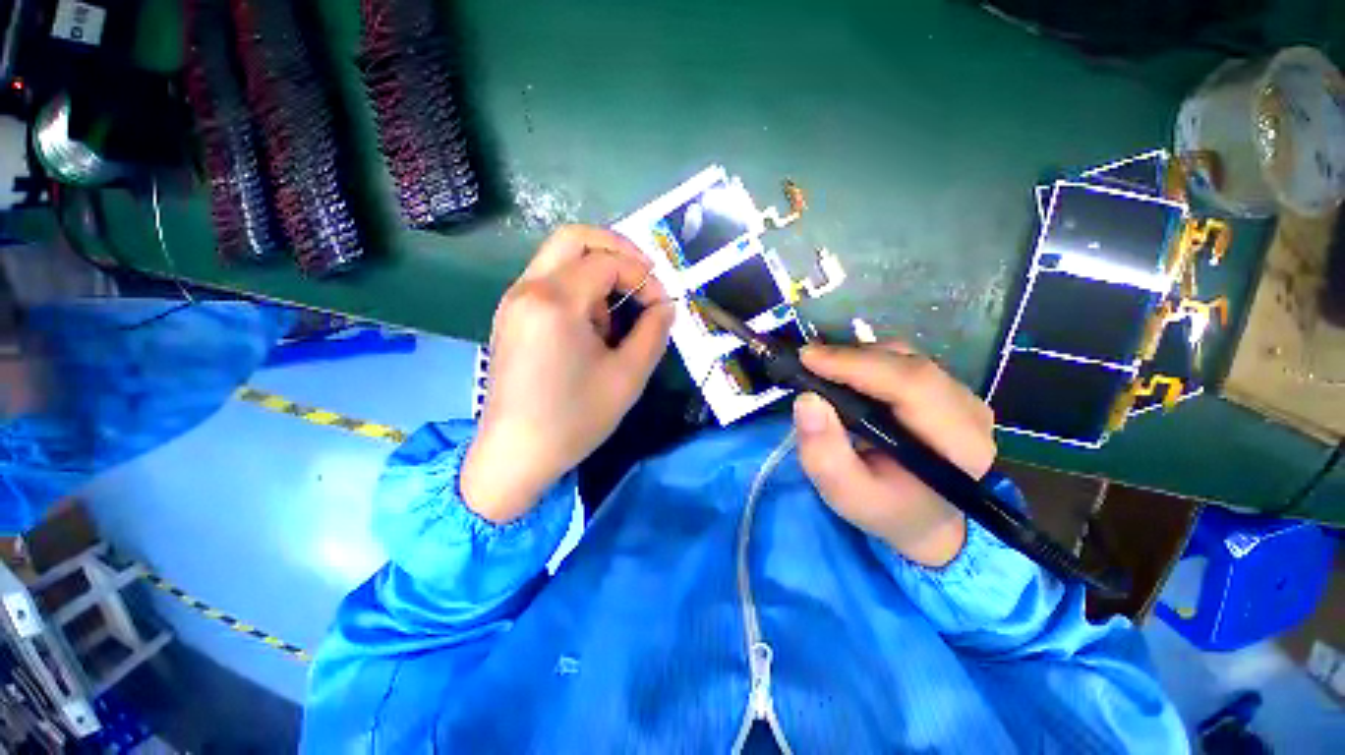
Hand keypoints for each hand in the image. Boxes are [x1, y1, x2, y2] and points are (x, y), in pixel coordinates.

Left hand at [461, 226, 674, 522]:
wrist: (515, 455)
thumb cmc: (575, 419)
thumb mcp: (628, 376)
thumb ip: (653, 331)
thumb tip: (665, 305)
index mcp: (555, 301)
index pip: (608, 262)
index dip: (643, 276)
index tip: (662, 304)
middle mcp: (527, 289)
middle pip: (574, 238)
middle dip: (618, 250)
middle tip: (644, 276)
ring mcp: (513, 301)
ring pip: (560, 258)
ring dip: (597, 272)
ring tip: (615, 316)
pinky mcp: (510, 316)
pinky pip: (549, 281)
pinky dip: (579, 288)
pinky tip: (592, 326)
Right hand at [792, 342, 996, 567]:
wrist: (925, 518)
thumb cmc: (886, 509)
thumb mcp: (847, 495)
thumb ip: (825, 454)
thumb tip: (807, 399)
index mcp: (959, 445)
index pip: (912, 385)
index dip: (858, 364)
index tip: (808, 358)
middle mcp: (969, 411)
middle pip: (908, 364)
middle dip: (851, 357)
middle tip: (806, 360)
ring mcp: (961, 395)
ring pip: (905, 357)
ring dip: (857, 357)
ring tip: (821, 368)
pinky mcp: (945, 388)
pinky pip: (903, 361)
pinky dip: (867, 361)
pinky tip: (844, 373)